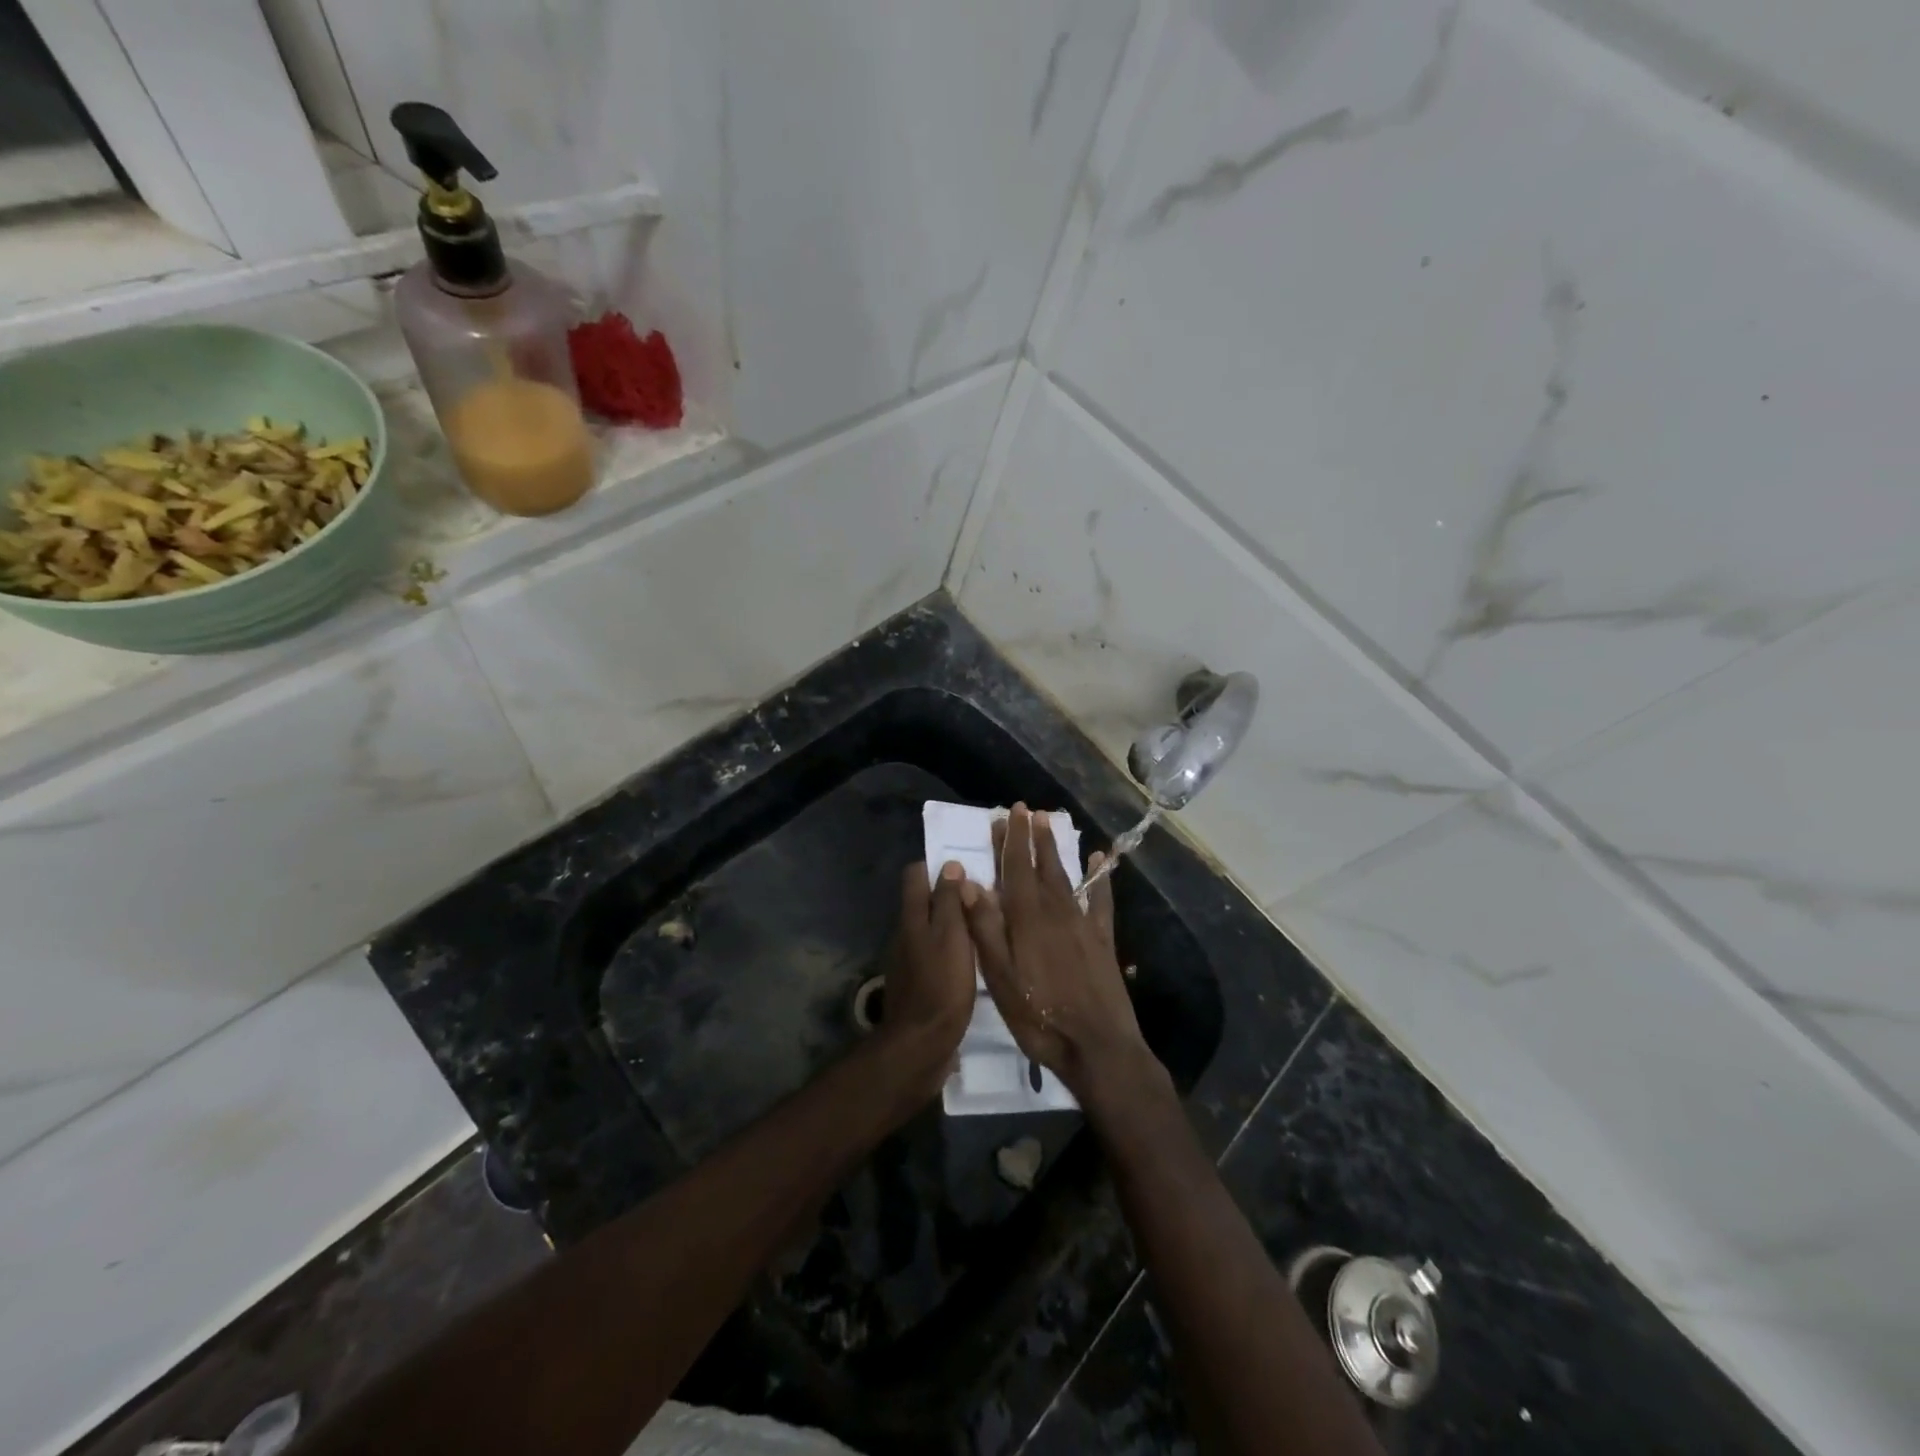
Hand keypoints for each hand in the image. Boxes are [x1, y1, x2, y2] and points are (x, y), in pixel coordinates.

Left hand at [874, 860, 975, 1099]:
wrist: (921, 1045)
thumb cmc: (941, 985)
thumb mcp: (951, 936)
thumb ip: (949, 901)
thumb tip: (949, 866)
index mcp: (911, 918)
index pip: (914, 875)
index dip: (936, 867)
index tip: (965, 869)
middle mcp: (904, 934)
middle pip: (923, 902)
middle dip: (948, 895)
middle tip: (983, 898)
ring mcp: (908, 961)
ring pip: (930, 929)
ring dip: (951, 925)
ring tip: (983, 929)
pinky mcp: (918, 985)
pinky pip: (934, 955)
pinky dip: (950, 951)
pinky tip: (971, 961)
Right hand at [960, 806, 1158, 1102]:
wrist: (1097, 1046)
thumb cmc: (1039, 1016)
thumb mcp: (1000, 978)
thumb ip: (985, 928)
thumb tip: (968, 883)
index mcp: (1026, 920)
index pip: (1015, 869)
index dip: (1011, 840)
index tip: (1008, 813)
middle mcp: (1056, 912)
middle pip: (1041, 867)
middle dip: (1032, 837)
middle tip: (1027, 810)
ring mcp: (1083, 925)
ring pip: (1066, 877)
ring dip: (1056, 850)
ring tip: (1050, 824)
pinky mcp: (1103, 940)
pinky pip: (1101, 901)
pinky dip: (1100, 878)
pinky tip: (1099, 860)